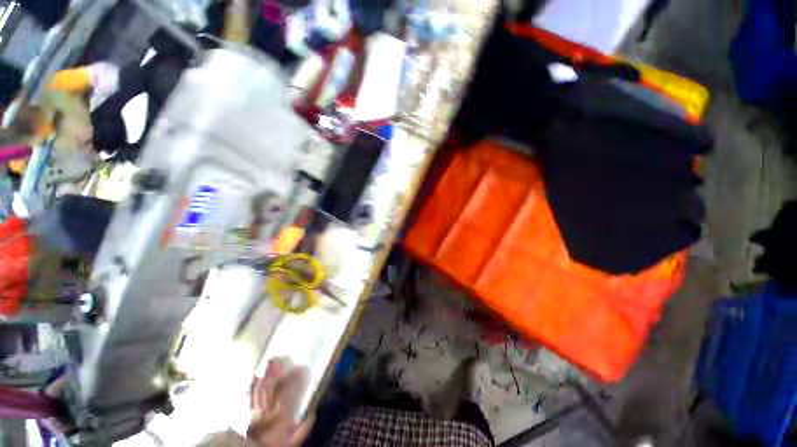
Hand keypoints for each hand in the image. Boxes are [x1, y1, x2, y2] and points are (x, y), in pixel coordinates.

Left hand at [247, 358, 314, 446]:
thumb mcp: (293, 442)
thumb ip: (303, 428)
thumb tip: (314, 413)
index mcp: (279, 414)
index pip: (287, 392)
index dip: (294, 379)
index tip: (300, 367)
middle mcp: (267, 409)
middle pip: (270, 387)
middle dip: (275, 371)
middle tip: (279, 357)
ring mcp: (256, 410)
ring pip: (261, 388)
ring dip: (265, 374)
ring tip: (269, 361)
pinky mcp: (248, 413)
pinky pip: (251, 396)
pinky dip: (253, 385)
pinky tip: (255, 376)